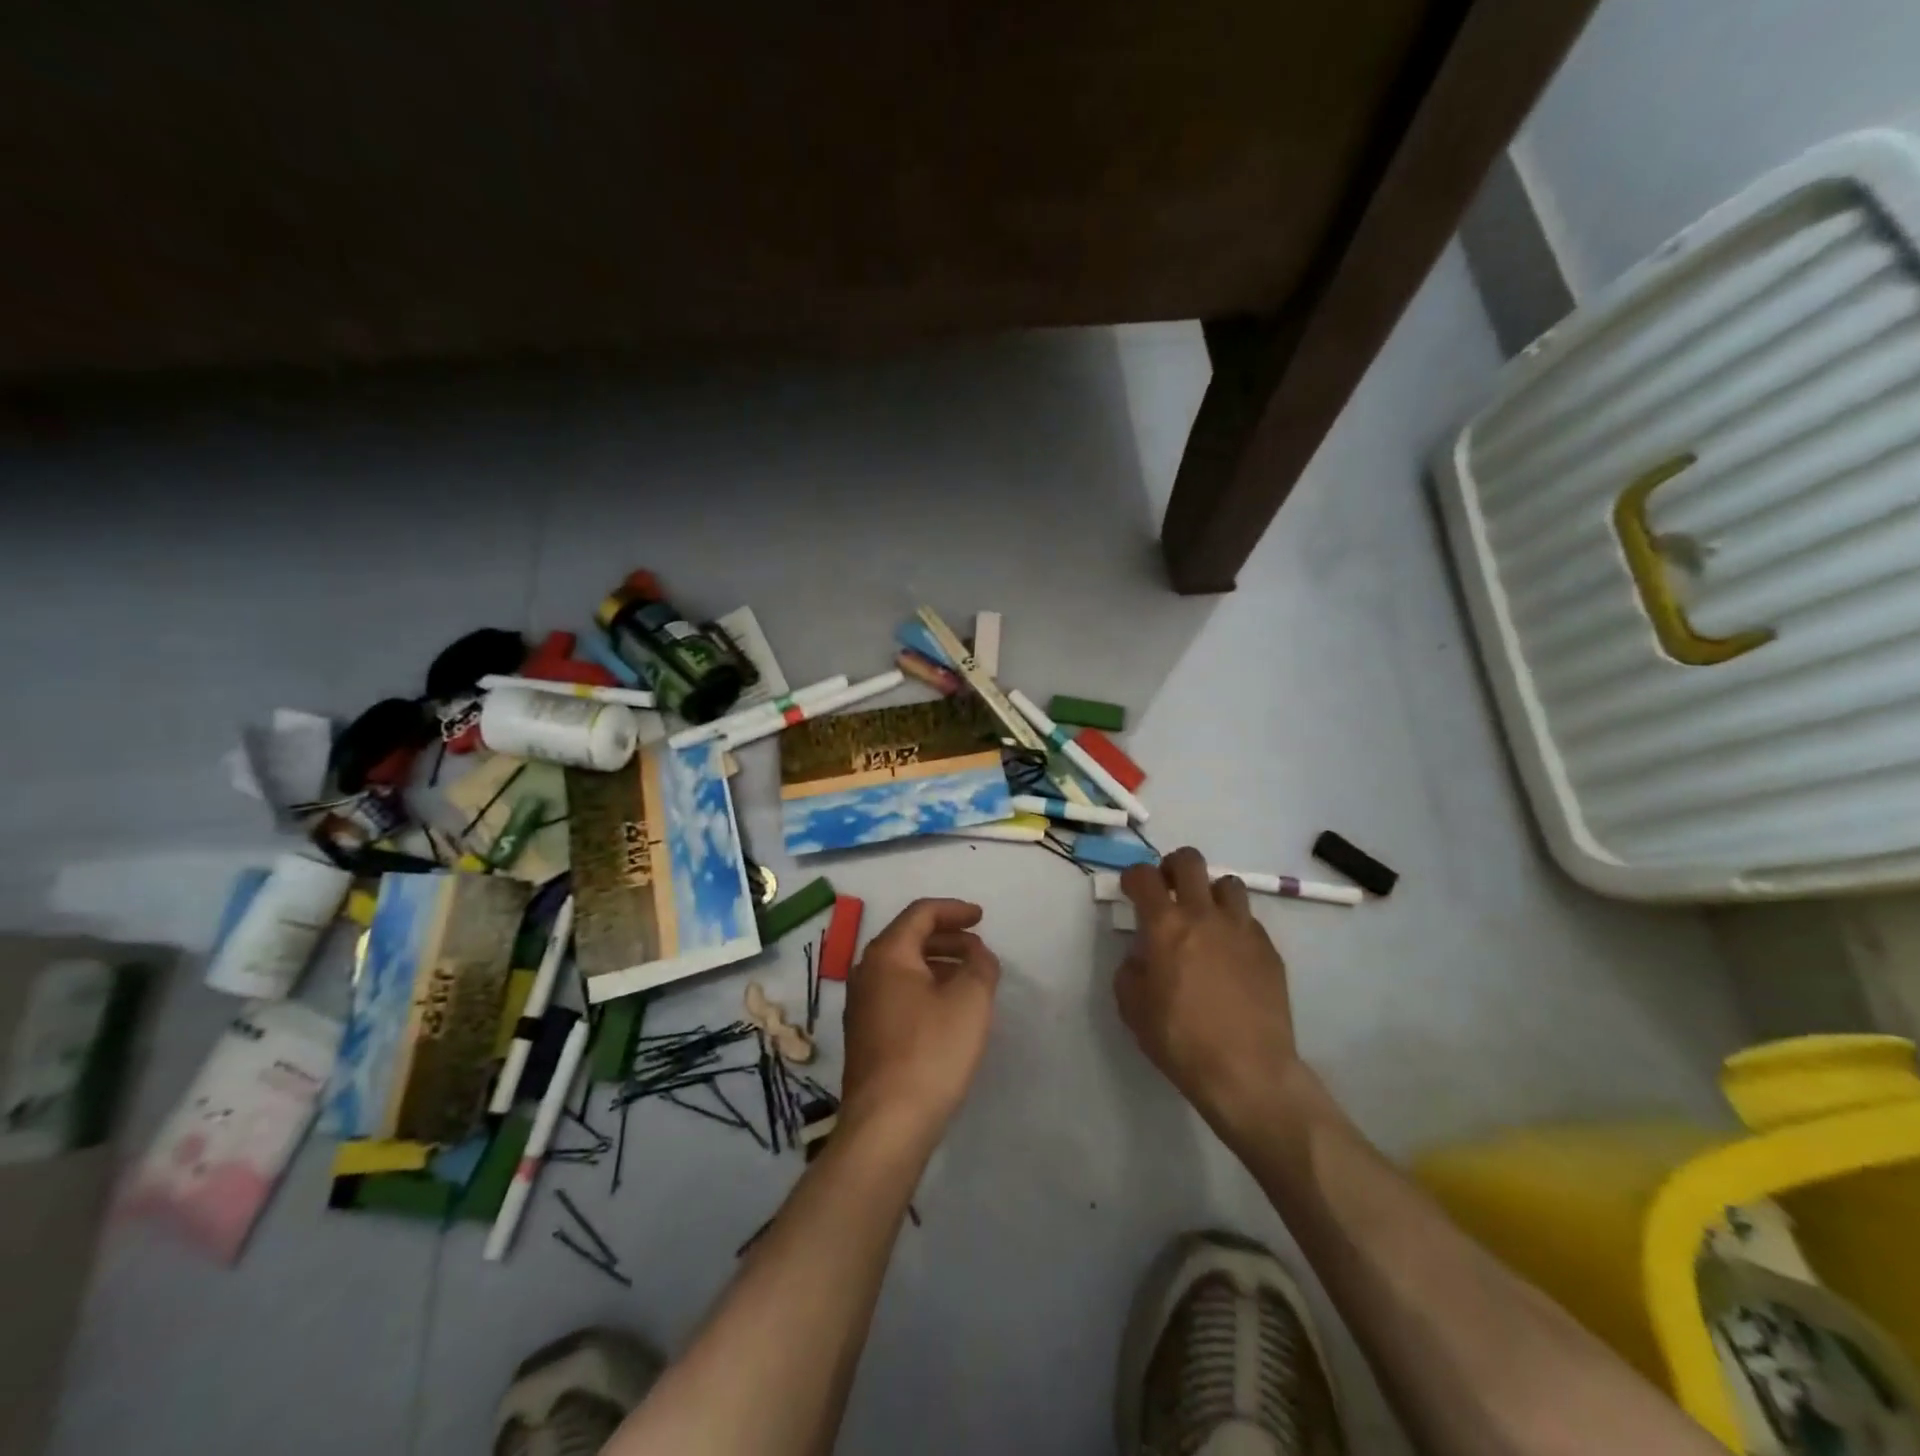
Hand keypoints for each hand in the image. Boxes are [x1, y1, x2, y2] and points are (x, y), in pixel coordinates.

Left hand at [840, 898, 1000, 1141]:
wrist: (886, 1124)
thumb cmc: (931, 1052)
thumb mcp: (970, 1001)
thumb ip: (981, 966)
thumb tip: (978, 954)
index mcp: (887, 954)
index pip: (921, 913)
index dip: (954, 910)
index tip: (981, 918)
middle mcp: (866, 972)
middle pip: (909, 938)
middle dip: (948, 938)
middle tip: (979, 949)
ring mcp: (861, 1006)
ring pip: (903, 968)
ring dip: (938, 964)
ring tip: (970, 979)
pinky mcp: (865, 1035)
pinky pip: (898, 994)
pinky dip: (925, 988)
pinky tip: (947, 1010)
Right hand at [1116, 847, 1300, 1136]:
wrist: (1247, 1072)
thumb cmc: (1180, 1039)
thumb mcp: (1132, 1007)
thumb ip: (1130, 969)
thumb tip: (1142, 955)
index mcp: (1166, 924)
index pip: (1144, 876)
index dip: (1133, 876)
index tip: (1131, 890)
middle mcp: (1204, 915)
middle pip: (1190, 861)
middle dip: (1173, 867)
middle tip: (1168, 889)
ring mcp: (1243, 929)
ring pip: (1228, 883)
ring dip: (1210, 892)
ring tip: (1205, 918)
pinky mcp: (1269, 950)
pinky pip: (1249, 920)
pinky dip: (1234, 926)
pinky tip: (1230, 955)